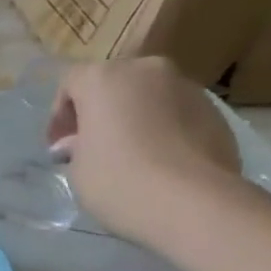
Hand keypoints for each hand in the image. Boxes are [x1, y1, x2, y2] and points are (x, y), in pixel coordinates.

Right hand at [47, 57, 243, 245]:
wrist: (191, 200)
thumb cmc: (117, 180)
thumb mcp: (78, 168)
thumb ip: (76, 146)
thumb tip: (78, 143)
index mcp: (104, 79)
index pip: (71, 82)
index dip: (59, 114)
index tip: (58, 146)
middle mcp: (147, 71)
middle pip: (114, 83)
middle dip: (99, 111)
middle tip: (90, 146)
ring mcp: (185, 86)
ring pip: (147, 96)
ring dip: (132, 117)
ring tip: (126, 155)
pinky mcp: (213, 109)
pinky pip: (174, 112)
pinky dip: (160, 128)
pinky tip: (156, 161)